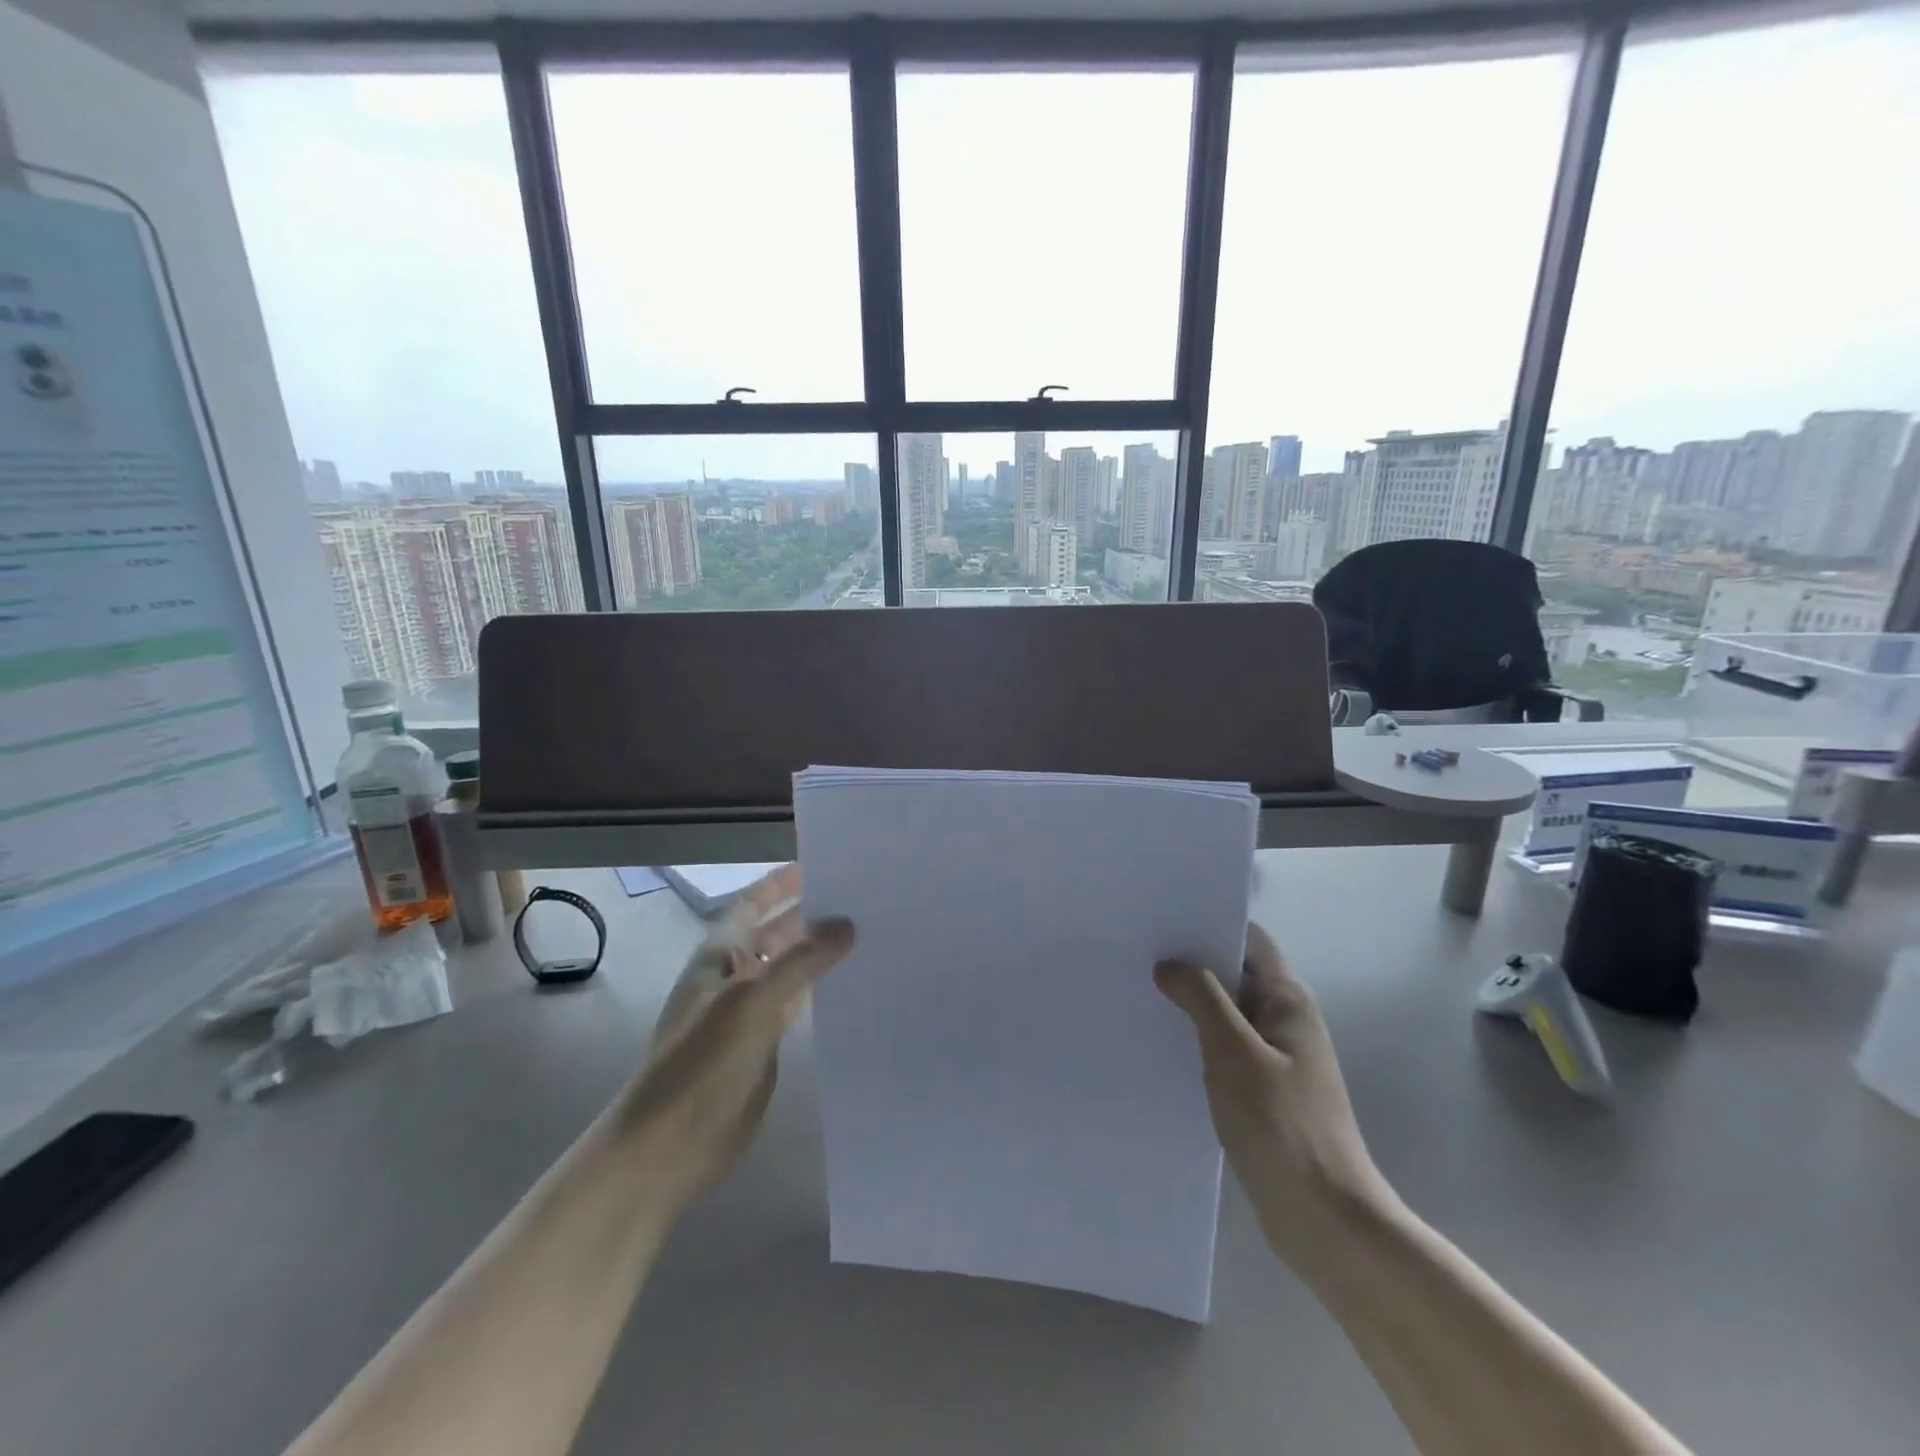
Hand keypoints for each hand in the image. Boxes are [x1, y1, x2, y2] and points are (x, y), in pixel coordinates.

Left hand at [616, 864, 855, 1215]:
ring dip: (820, 953)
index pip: (753, 904)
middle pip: (777, 933)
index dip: (781, 883)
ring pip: (791, 970)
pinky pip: (798, 1005)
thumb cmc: (702, 1062)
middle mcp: (735, 976)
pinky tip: (852, 985)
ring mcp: (749, 1012)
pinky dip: (821, 991)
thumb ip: (802, 960)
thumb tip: (848, 923)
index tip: (822, 863)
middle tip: (862, 899)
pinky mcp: (763, 1046)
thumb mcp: (752, 1001)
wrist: (669, 1146)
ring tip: (868, 934)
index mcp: (721, 955)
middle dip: (811, 915)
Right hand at [1154, 924, 1392, 1269]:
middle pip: (1235, 974)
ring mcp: (1275, 1058)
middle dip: (1191, 962)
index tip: (1163, 919)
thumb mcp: (1234, 1053)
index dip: (1210, 923)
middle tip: (1138, 952)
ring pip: (1227, 1013)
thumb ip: (1202, 999)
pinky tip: (1160, 1043)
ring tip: (1138, 990)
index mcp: (1288, 1001)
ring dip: (1190, 1003)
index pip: (1250, 940)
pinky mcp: (1263, 1092)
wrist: (1325, 1221)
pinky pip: (1224, 1049)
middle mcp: (1284, 1021)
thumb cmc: (1282, 1126)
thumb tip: (1169, 964)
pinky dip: (1196, 1039)